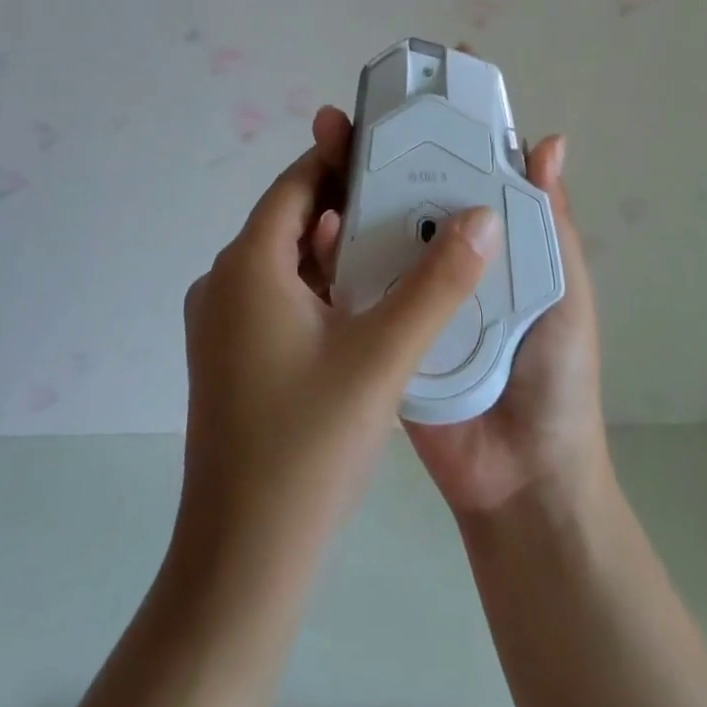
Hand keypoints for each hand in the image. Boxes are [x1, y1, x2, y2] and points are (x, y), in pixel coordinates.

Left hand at [175, 106, 503, 568]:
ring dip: (339, 244)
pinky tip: (367, 298)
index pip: (298, 183)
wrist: (241, 562)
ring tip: (400, 233)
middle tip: (411, 187)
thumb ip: (439, 282)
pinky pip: (280, 294)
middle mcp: (224, 282)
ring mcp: (222, 322)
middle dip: (350, 199)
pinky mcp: (230, 356)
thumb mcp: (384, 355)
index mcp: (248, 264)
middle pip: (294, 218)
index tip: (394, 144)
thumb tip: (484, 215)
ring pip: (288, 259)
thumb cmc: (308, 445)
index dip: (343, 156)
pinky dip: (322, 283)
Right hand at [300, 103, 610, 521]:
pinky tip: (317, 226)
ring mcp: (403, 291)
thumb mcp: (563, 288)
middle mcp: (439, 257)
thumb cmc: (555, 374)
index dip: (433, 132)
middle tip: (344, 117)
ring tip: (322, 148)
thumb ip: (550, 221)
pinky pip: (349, 285)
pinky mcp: (377, 329)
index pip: (455, 173)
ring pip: (368, 228)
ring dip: (343, 187)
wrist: (522, 477)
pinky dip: (331, 253)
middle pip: (402, 191)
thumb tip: (549, 140)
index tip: (409, 92)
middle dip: (373, 149)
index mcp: (483, 241)